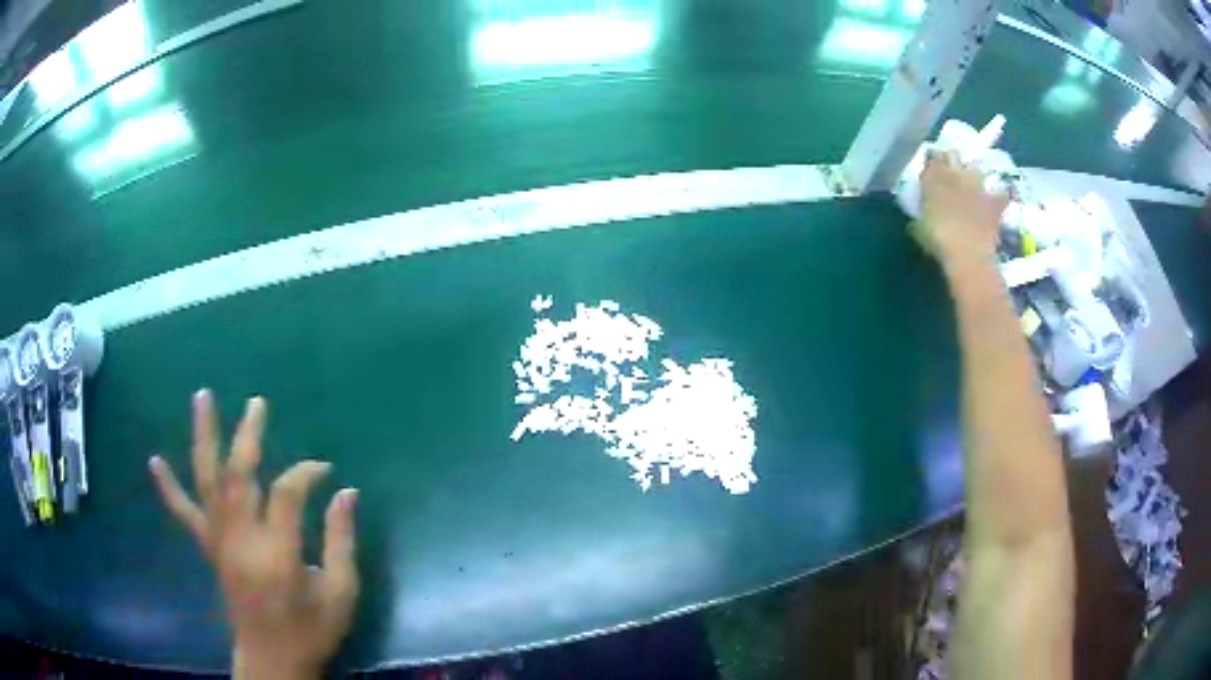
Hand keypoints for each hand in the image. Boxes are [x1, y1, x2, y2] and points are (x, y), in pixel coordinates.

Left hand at [149, 390, 359, 678]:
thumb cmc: (311, 630)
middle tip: (257, 404)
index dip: (306, 473)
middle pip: (239, 476)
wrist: (272, 660)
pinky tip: (155, 461)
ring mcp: (219, 543)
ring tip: (202, 397)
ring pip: (207, 481)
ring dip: (204, 438)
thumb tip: (346, 492)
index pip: (287, 493)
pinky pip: (185, 514)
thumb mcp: (341, 593)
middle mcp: (242, 540)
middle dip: (248, 435)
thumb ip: (341, 541)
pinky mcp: (209, 549)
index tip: (326, 471)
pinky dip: (169, 488)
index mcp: (278, 554)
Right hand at [915, 149, 1009, 270]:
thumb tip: (917, 217)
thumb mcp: (919, 228)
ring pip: (976, 169)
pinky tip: (998, 200)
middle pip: (953, 154)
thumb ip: (920, 215)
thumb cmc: (937, 240)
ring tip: (972, 185)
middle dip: (952, 160)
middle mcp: (955, 173)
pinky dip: (999, 196)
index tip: (931, 171)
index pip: (931, 157)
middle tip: (950, 173)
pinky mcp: (994, 201)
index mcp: (933, 177)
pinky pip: (1001, 193)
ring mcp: (977, 185)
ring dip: (974, 174)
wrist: (967, 254)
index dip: (932, 162)